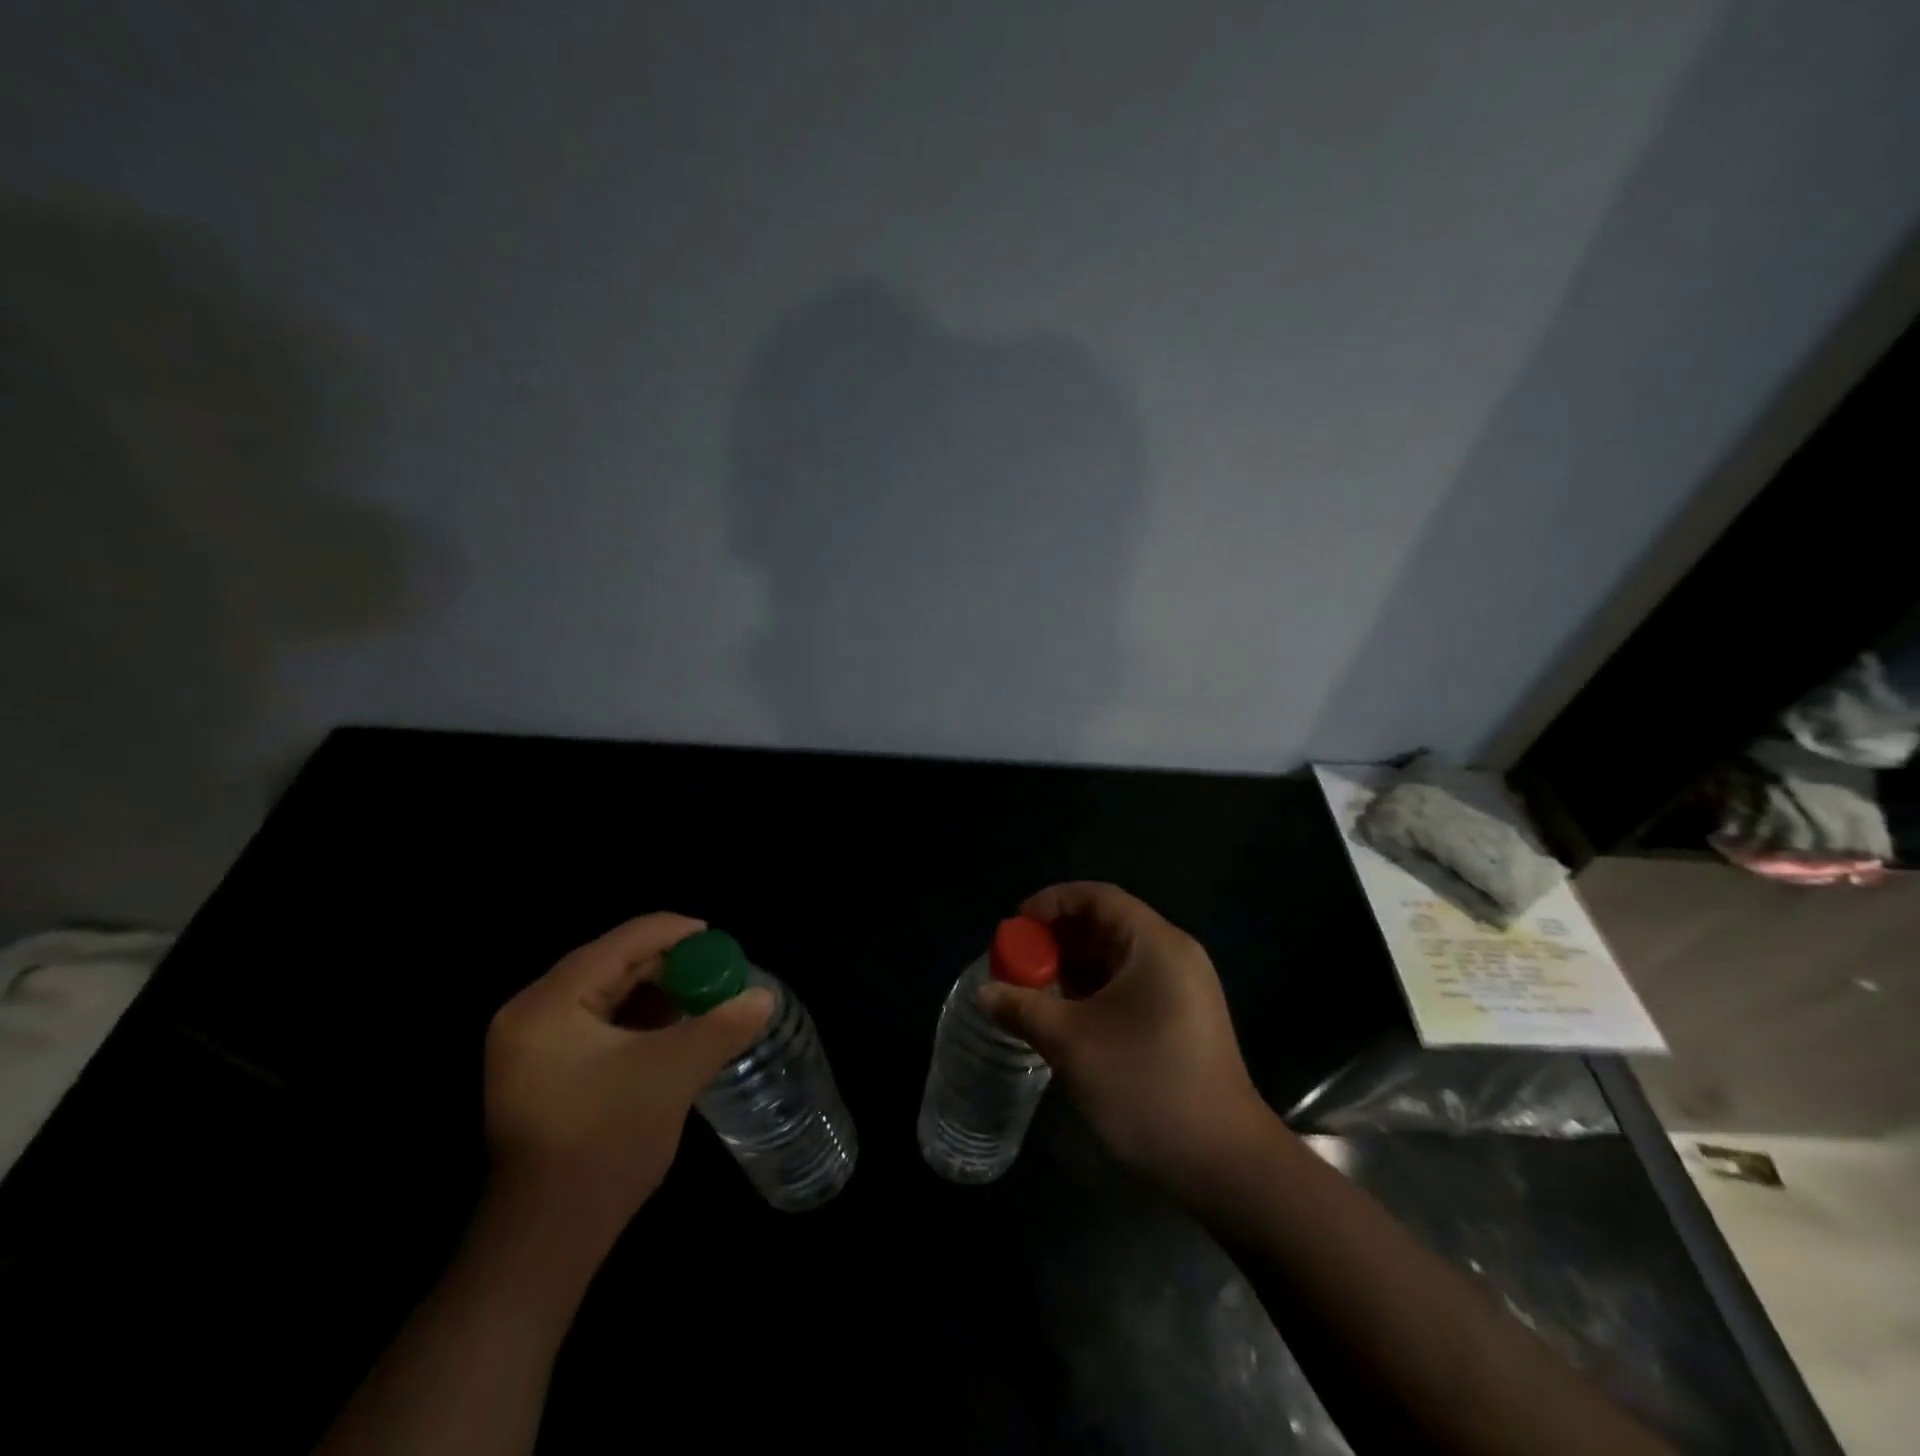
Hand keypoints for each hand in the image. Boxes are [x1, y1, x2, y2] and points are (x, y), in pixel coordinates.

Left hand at [483, 914, 773, 1252]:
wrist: (547, 1240)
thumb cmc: (605, 1142)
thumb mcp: (673, 1074)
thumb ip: (721, 1027)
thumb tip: (764, 996)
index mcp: (548, 1004)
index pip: (620, 944)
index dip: (674, 934)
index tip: (719, 939)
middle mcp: (531, 1014)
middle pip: (612, 965)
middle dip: (669, 965)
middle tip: (718, 971)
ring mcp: (532, 1046)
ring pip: (607, 995)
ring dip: (657, 992)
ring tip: (705, 994)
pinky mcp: (543, 1072)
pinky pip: (599, 1024)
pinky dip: (639, 1019)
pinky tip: (676, 1026)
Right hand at [978, 882, 1273, 1197]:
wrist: (1225, 1165)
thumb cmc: (1146, 1086)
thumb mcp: (1073, 1044)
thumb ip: (1023, 1009)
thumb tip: (983, 993)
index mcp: (1155, 945)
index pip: (1098, 897)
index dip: (1052, 902)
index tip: (1015, 925)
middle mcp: (1173, 956)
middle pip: (1106, 925)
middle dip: (1057, 939)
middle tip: (1016, 962)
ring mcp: (1182, 990)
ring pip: (1116, 959)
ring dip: (1073, 968)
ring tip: (1032, 990)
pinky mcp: (1181, 1020)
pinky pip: (1129, 986)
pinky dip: (1093, 991)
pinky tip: (1065, 1016)